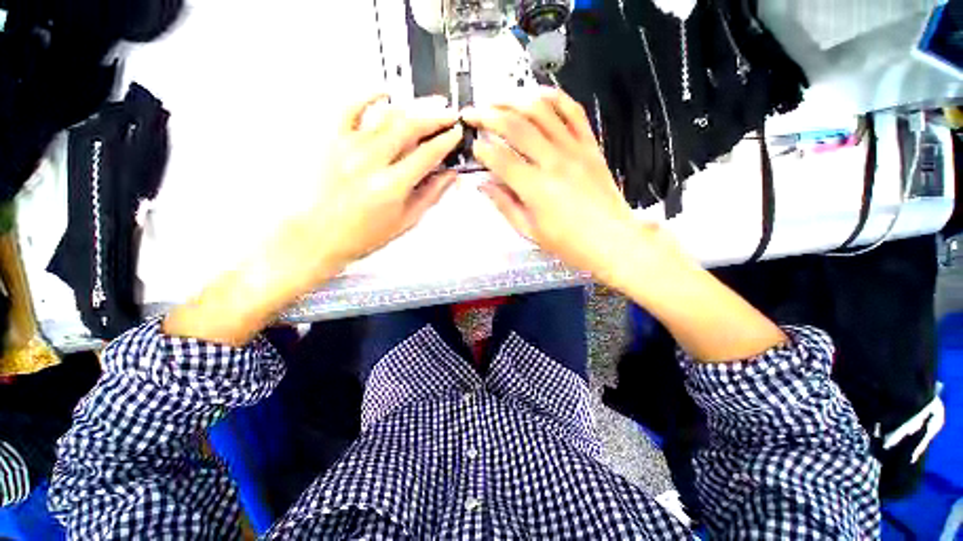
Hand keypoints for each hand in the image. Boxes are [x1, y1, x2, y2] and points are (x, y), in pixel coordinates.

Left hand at [164, 95, 461, 345]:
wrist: (319, 234)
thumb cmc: (360, 234)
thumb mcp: (405, 221)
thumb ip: (430, 195)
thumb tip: (448, 177)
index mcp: (391, 186)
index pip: (427, 154)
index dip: (446, 141)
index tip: (455, 134)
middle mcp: (370, 162)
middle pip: (410, 127)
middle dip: (435, 117)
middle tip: (449, 114)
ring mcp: (349, 147)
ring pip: (387, 115)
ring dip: (413, 107)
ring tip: (429, 104)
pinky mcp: (333, 141)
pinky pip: (350, 108)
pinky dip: (369, 95)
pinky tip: (384, 93)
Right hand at [462, 87, 666, 280]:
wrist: (613, 240)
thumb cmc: (569, 243)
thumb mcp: (530, 231)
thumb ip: (505, 205)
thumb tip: (484, 185)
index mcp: (535, 189)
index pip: (500, 159)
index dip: (481, 150)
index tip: (472, 146)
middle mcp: (553, 162)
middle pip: (515, 127)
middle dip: (488, 115)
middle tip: (472, 112)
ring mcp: (574, 149)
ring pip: (541, 111)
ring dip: (514, 99)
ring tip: (496, 98)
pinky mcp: (590, 145)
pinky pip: (573, 112)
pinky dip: (553, 97)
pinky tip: (537, 94)